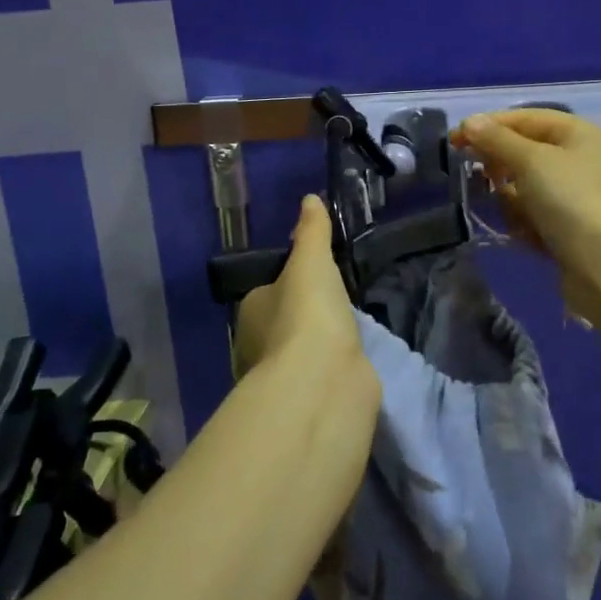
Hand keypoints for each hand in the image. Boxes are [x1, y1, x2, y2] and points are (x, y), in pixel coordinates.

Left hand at [233, 195, 369, 383]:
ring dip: (316, 345)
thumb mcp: (311, 261)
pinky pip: (318, 376)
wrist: (323, 380)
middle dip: (301, 317)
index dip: (287, 283)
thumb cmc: (308, 313)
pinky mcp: (307, 400)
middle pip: (280, 324)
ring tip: (346, 330)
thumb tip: (310, 199)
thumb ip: (312, 232)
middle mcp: (258, 346)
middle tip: (333, 302)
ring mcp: (282, 378)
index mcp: (251, 311)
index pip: (266, 292)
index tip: (312, 276)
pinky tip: (349, 360)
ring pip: (298, 354)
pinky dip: (330, 368)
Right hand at [450, 109, 600, 288]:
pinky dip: (525, 222)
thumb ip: (498, 140)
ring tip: (515, 213)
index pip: (525, 118)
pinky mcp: (570, 228)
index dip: (489, 125)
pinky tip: (526, 235)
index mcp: (578, 133)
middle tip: (481, 178)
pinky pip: (535, 215)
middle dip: (501, 165)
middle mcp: (580, 159)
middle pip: (525, 152)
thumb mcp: (531, 161)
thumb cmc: (572, 201)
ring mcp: (576, 196)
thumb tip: (470, 122)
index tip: (454, 140)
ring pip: (526, 186)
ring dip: (512, 198)